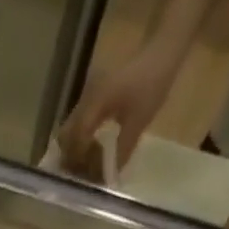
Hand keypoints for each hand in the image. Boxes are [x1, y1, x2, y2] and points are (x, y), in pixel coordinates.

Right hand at [56, 42, 180, 175]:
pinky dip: (81, 139)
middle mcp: (87, 100)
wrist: (162, 51)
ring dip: (74, 149)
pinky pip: (80, 123)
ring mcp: (89, 97)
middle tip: (81, 173)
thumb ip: (123, 149)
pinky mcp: (95, 97)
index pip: (77, 138)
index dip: (79, 160)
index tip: (86, 176)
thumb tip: (111, 177)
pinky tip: (92, 148)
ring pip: (71, 129)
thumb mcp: (139, 121)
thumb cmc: (152, 84)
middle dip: (70, 156)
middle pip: (66, 134)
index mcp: (96, 104)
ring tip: (86, 165)